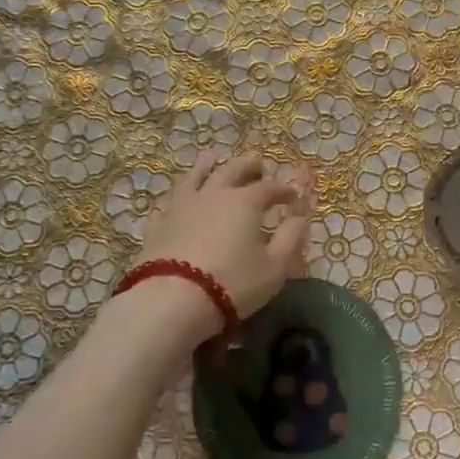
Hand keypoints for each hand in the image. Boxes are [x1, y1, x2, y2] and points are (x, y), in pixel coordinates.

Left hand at [129, 152, 311, 333]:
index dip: (283, 190)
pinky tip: (177, 201)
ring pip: (195, 176)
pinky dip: (178, 198)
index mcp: (246, 201)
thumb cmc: (232, 283)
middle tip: (257, 165)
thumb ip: (291, 239)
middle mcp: (214, 194)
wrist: (172, 300)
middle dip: (249, 166)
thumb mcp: (275, 267)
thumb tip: (300, 218)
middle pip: (233, 170)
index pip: (270, 187)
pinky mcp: (158, 224)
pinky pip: (169, 203)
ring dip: (206, 166)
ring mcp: (182, 206)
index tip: (292, 196)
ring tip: (211, 158)